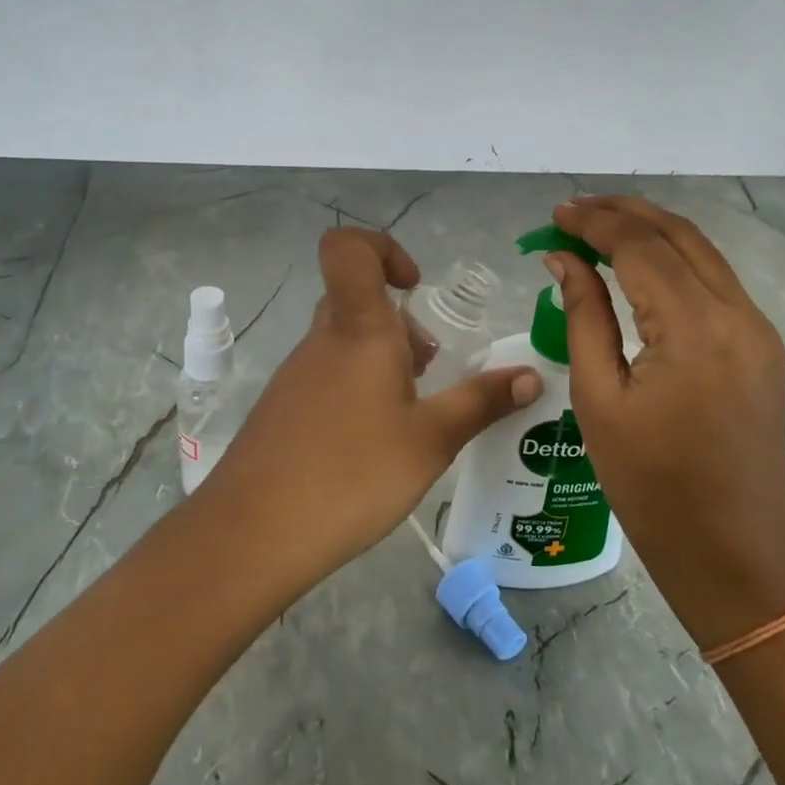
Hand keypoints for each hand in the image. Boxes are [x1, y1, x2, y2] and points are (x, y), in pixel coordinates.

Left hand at [198, 227, 542, 585]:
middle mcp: (322, 340)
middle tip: (428, 369)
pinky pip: (325, 378)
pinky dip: (355, 391)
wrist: (252, 536)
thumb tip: (532, 376)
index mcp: (358, 329)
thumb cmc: (352, 474)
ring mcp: (295, 375)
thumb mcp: (431, 440)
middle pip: (356, 300)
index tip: (414, 289)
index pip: (348, 248)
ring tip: (408, 416)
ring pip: (343, 343)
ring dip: (381, 362)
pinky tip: (371, 446)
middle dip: (400, 323)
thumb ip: (482, 402)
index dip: (383, 249)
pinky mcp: (280, 410)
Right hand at [547, 197, 784, 644]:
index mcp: (694, 328)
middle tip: (574, 211)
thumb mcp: (599, 398)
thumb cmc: (650, 485)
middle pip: (678, 234)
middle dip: (624, 212)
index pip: (639, 246)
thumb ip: (583, 316)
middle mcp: (736, 313)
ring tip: (600, 228)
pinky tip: (639, 267)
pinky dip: (674, 260)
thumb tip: (563, 259)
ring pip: (701, 251)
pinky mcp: (762, 345)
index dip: (594, 222)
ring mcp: (757, 328)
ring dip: (651, 231)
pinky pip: (715, 280)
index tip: (555, 215)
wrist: (732, 550)